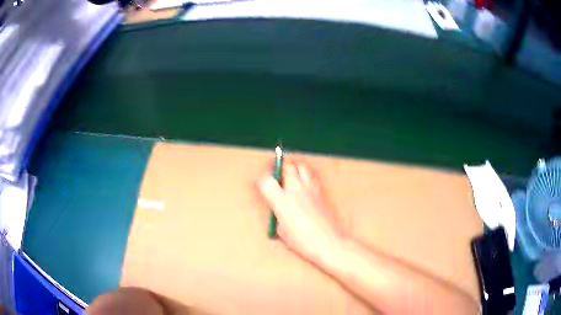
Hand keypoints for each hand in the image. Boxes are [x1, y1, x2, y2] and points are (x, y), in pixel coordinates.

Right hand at [258, 161, 343, 268]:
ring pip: (300, 166)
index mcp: (282, 202)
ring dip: (293, 168)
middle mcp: (295, 191)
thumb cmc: (304, 242)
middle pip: (285, 167)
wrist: (329, 243)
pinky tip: (304, 186)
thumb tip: (277, 206)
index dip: (262, 181)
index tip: (263, 185)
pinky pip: (311, 176)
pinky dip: (305, 176)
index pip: (266, 181)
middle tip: (276, 174)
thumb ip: (278, 214)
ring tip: (290, 177)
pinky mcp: (321, 191)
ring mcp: (310, 189)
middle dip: (278, 168)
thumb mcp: (282, 231)